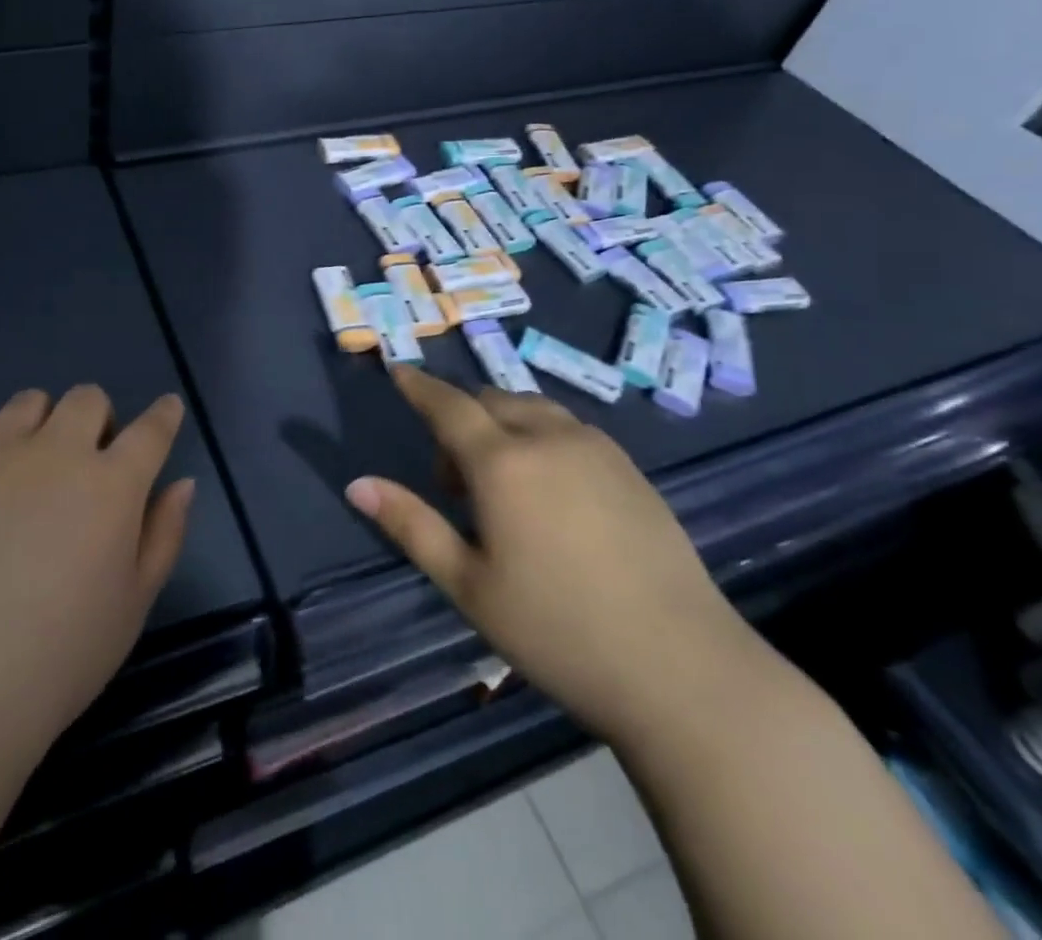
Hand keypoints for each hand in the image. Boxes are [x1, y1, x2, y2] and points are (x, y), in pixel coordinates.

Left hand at [0, 386, 194, 754]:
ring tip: (25, 467)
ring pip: (27, 402)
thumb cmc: (62, 658)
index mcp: (112, 485)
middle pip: (87, 398)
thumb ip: (165, 534)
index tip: (166, 410)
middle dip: (96, 420)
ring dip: (39, 425)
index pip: (151, 429)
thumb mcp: (134, 604)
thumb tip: (181, 482)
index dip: (164, 415)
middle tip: (85, 462)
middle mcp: (56, 453)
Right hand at [346, 366, 763, 742]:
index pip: (447, 405)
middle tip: (455, 484)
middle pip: (490, 401)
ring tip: (505, 489)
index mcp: (502, 463)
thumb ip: (410, 525)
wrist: (685, 672)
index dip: (418, 386)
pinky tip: (552, 493)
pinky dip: (542, 437)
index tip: (397, 369)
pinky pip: (570, 429)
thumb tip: (357, 484)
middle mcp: (549, 438)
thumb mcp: (468, 585)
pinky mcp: (632, 470)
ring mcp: (598, 450)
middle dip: (461, 421)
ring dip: (503, 427)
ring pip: (533, 410)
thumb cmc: (558, 631)